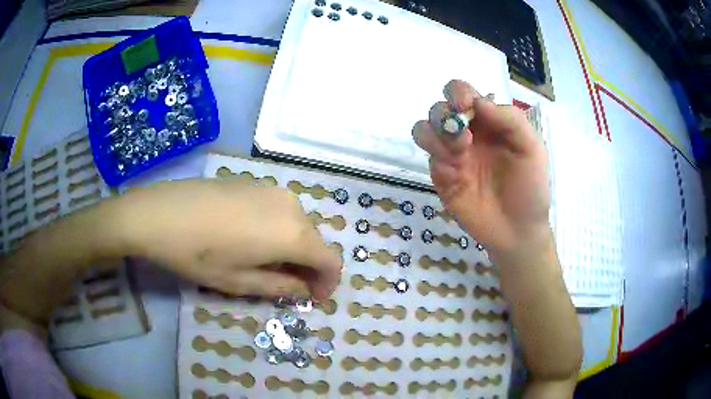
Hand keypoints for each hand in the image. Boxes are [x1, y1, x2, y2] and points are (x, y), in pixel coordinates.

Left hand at [117, 180, 341, 299]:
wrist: (160, 212)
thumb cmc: (199, 255)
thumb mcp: (240, 282)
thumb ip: (281, 287)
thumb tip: (304, 289)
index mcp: (293, 234)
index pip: (331, 261)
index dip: (328, 283)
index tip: (313, 297)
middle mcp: (291, 205)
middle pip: (316, 241)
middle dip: (310, 266)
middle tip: (289, 285)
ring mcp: (272, 189)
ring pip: (298, 224)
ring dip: (294, 247)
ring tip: (267, 263)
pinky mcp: (254, 182)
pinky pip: (279, 210)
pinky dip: (278, 229)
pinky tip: (251, 238)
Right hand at [412, 80, 550, 254]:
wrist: (518, 231)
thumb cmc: (530, 187)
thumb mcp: (531, 149)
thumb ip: (510, 120)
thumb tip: (478, 102)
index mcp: (488, 121)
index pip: (461, 93)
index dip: (457, 93)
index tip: (466, 106)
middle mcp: (467, 133)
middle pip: (438, 108)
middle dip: (444, 116)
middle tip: (465, 139)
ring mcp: (452, 156)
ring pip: (423, 129)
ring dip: (436, 136)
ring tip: (459, 155)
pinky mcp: (442, 178)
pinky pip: (428, 159)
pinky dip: (438, 160)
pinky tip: (456, 175)